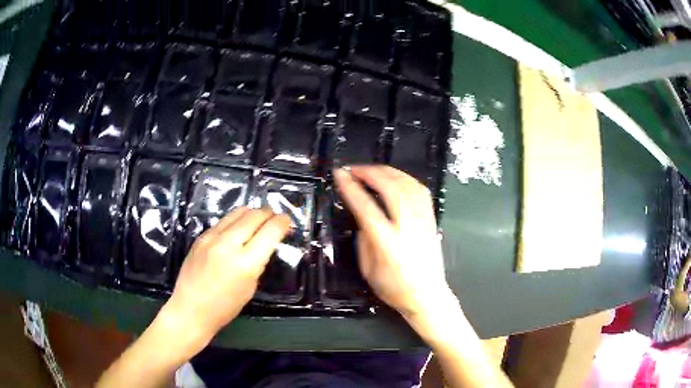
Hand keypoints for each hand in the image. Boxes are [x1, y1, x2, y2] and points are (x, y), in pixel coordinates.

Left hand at [162, 207, 290, 347]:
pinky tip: (238, 228)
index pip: (270, 231)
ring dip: (252, 213)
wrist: (190, 308)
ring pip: (238, 212)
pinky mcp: (201, 236)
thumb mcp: (250, 287)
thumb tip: (265, 243)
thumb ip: (258, 262)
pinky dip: (236, 220)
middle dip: (269, 214)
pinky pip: (224, 221)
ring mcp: (211, 238)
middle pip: (255, 215)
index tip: (287, 221)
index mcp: (245, 263)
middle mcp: (228, 244)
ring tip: (258, 219)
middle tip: (275, 219)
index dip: (282, 222)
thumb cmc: (225, 307)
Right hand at [334, 166, 451, 319]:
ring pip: (408, 184)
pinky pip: (421, 190)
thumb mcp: (368, 269)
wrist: (428, 295)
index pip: (366, 207)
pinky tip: (395, 178)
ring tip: (372, 170)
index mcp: (388, 243)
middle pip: (391, 188)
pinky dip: (405, 178)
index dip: (351, 187)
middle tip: (354, 169)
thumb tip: (362, 216)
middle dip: (370, 172)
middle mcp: (408, 227)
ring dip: (388, 171)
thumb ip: (363, 238)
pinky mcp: (432, 219)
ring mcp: (423, 221)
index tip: (340, 174)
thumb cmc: (394, 288)